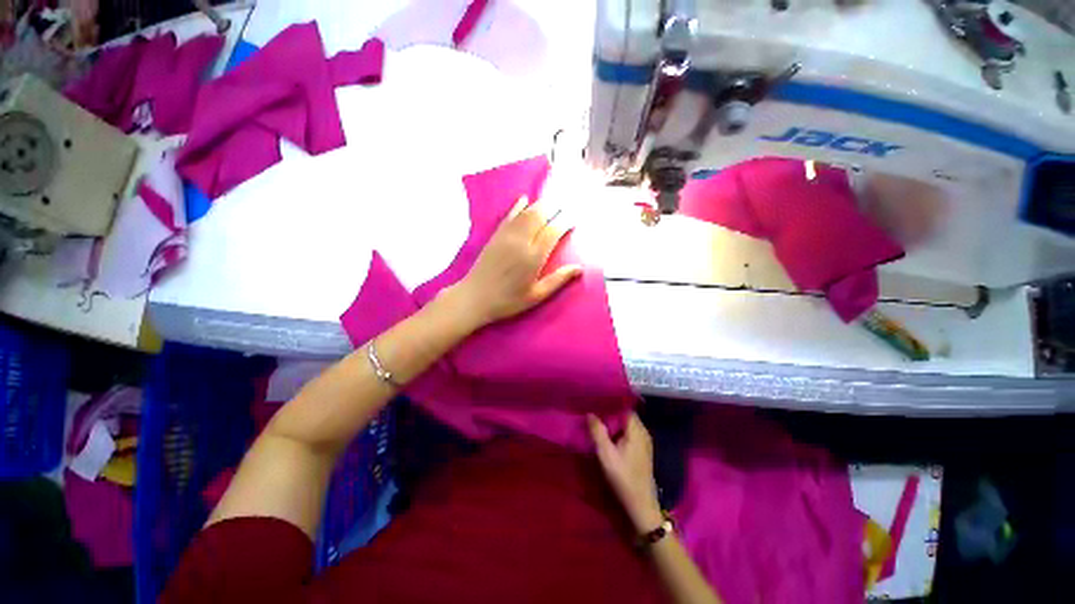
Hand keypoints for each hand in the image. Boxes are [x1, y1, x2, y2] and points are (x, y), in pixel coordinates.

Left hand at [452, 196, 581, 328]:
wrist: (474, 297)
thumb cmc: (508, 301)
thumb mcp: (536, 295)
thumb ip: (558, 280)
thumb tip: (580, 268)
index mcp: (534, 257)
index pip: (553, 232)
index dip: (565, 223)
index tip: (574, 219)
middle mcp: (521, 241)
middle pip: (540, 216)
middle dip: (554, 208)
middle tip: (566, 204)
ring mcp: (507, 236)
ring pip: (526, 212)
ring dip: (540, 204)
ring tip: (551, 200)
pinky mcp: (496, 235)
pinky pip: (509, 215)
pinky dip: (518, 205)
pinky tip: (525, 199)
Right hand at [588, 413, 663, 532]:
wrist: (640, 505)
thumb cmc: (623, 478)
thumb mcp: (606, 454)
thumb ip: (598, 432)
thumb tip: (590, 413)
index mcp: (637, 430)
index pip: (624, 407)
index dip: (611, 403)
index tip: (596, 401)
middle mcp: (643, 432)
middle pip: (625, 415)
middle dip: (610, 412)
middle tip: (593, 410)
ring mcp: (644, 442)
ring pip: (626, 424)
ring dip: (613, 422)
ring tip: (597, 420)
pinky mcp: (641, 450)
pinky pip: (628, 433)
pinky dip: (618, 431)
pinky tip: (606, 434)